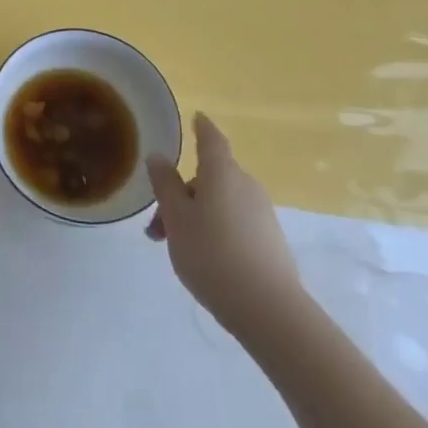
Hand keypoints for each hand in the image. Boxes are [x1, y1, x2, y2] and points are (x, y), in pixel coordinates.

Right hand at [146, 114, 303, 333]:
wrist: (268, 309)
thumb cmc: (212, 254)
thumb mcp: (176, 218)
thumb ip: (165, 185)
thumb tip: (158, 156)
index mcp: (221, 173)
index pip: (211, 139)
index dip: (202, 127)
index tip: (196, 118)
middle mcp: (245, 184)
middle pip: (210, 177)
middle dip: (181, 195)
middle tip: (157, 227)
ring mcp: (262, 212)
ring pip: (220, 202)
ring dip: (195, 215)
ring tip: (175, 248)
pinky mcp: (270, 239)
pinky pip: (235, 221)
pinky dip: (214, 229)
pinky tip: (204, 259)